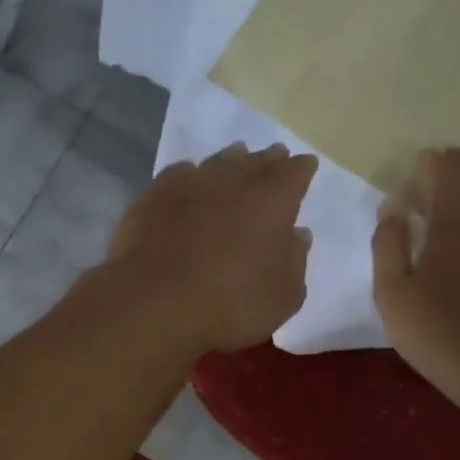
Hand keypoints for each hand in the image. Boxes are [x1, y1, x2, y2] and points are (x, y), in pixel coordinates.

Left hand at [106, 142, 316, 353]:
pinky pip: (179, 175)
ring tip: (237, 156)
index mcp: (272, 202)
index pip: (294, 174)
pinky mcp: (153, 198)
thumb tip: (298, 235)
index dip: (301, 169)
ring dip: (231, 159)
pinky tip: (189, 177)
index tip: (305, 166)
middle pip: (256, 162)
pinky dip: (189, 174)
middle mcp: (232, 183)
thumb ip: (295, 262)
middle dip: (268, 159)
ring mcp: (189, 186)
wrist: (154, 304)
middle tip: (275, 155)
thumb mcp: (282, 297)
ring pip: (217, 162)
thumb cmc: (231, 305)